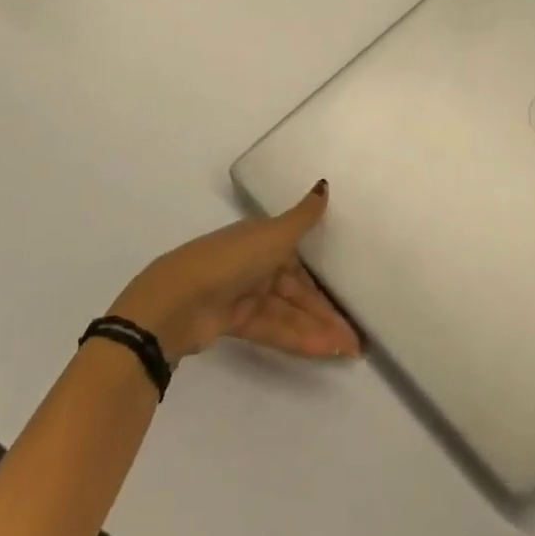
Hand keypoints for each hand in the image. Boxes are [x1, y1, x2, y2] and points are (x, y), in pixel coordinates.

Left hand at [109, 183, 361, 361]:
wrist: (180, 300)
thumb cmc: (231, 259)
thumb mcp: (273, 234)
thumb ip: (303, 217)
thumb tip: (324, 184)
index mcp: (264, 240)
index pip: (301, 262)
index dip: (326, 281)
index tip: (352, 297)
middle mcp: (256, 266)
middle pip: (297, 292)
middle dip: (325, 313)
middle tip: (354, 338)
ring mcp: (245, 296)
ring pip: (289, 313)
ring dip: (316, 330)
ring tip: (346, 350)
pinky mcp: (235, 323)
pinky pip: (274, 329)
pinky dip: (298, 339)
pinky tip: (323, 351)